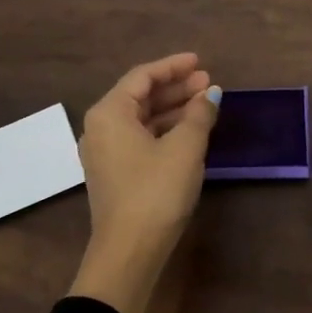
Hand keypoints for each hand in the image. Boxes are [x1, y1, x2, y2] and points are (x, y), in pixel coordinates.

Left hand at [68, 53, 220, 312]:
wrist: (130, 250)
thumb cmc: (156, 191)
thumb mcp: (185, 148)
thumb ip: (199, 114)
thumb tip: (211, 93)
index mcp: (109, 113)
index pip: (142, 76)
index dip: (173, 66)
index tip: (201, 62)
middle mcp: (100, 128)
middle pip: (140, 96)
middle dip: (175, 88)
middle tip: (209, 83)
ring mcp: (105, 153)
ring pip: (141, 119)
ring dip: (172, 110)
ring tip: (205, 105)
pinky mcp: (115, 174)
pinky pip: (140, 139)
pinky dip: (164, 131)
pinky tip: (189, 133)